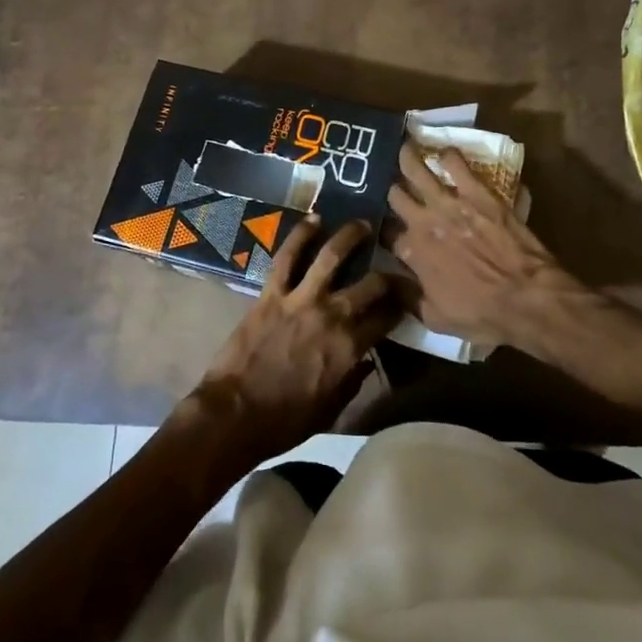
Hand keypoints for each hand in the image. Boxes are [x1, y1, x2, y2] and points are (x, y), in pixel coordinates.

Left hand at [186, 218, 397, 466]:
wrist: (234, 414)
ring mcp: (301, 300)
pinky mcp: (271, 293)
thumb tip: (366, 361)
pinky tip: (313, 220)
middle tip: (393, 267)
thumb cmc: (285, 420)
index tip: (407, 301)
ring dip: (349, 237)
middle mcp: (333, 316)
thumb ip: (352, 382)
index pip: (387, 318)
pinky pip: (287, 257)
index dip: (401, 307)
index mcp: (350, 348)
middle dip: (389, 274)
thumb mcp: (331, 410)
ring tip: (361, 225)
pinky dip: (300, 235)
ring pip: (331, 256)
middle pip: (371, 284)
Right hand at [385, 141, 575, 349]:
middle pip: (396, 195)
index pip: (386, 233)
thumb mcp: (435, 318)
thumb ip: (407, 297)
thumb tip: (386, 284)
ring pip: (418, 171)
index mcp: (412, 252)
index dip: (382, 228)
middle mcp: (423, 222)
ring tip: (405, 148)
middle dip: (391, 188)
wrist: (526, 297)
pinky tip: (444, 151)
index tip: (383, 226)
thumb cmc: (482, 313)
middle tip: (390, 181)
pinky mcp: (478, 193)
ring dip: (408, 159)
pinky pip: (456, 164)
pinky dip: (448, 156)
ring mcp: (449, 203)